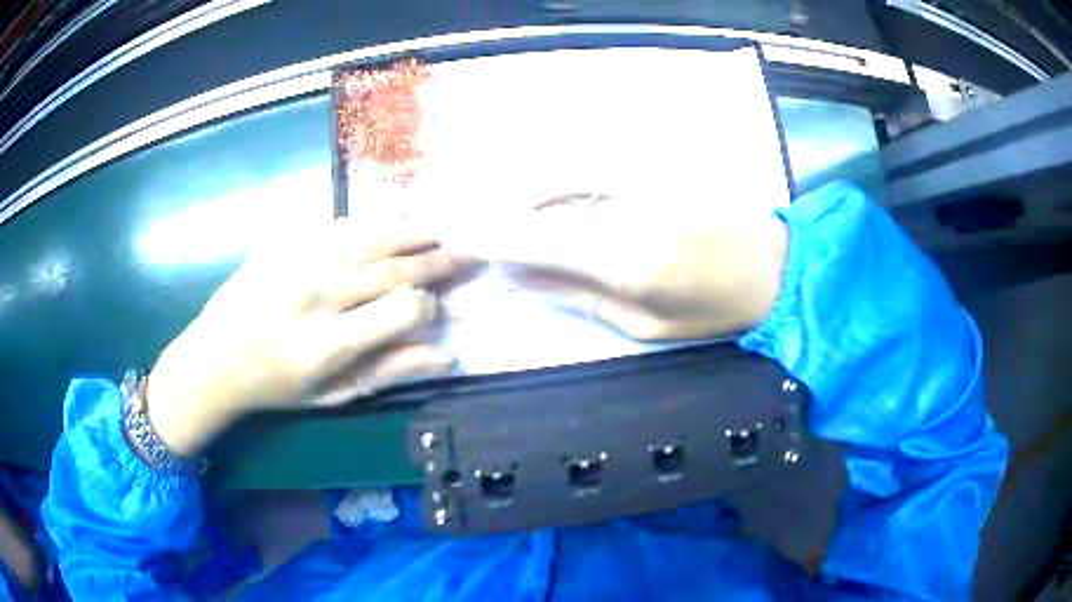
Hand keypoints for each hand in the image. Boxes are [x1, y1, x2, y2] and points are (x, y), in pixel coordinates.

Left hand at [146, 219, 470, 455]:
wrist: (214, 358)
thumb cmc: (276, 386)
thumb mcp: (332, 394)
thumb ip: (389, 372)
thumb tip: (447, 356)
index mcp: (328, 344)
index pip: (400, 310)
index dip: (428, 305)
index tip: (435, 306)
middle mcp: (316, 296)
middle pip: (390, 267)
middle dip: (435, 259)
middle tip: (464, 253)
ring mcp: (296, 262)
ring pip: (368, 236)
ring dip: (409, 232)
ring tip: (437, 232)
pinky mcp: (282, 243)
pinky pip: (337, 225)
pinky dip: (370, 224)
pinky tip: (388, 226)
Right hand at [444, 192, 787, 340]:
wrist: (774, 265)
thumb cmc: (715, 309)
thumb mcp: (647, 324)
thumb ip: (580, 297)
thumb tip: (522, 282)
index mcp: (625, 260)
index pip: (538, 241)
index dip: (492, 239)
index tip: (458, 239)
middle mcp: (625, 209)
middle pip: (542, 203)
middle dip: (500, 215)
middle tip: (472, 227)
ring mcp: (641, 179)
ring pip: (562, 173)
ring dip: (525, 192)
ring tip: (507, 212)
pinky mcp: (653, 164)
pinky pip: (591, 163)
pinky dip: (559, 176)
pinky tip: (549, 192)